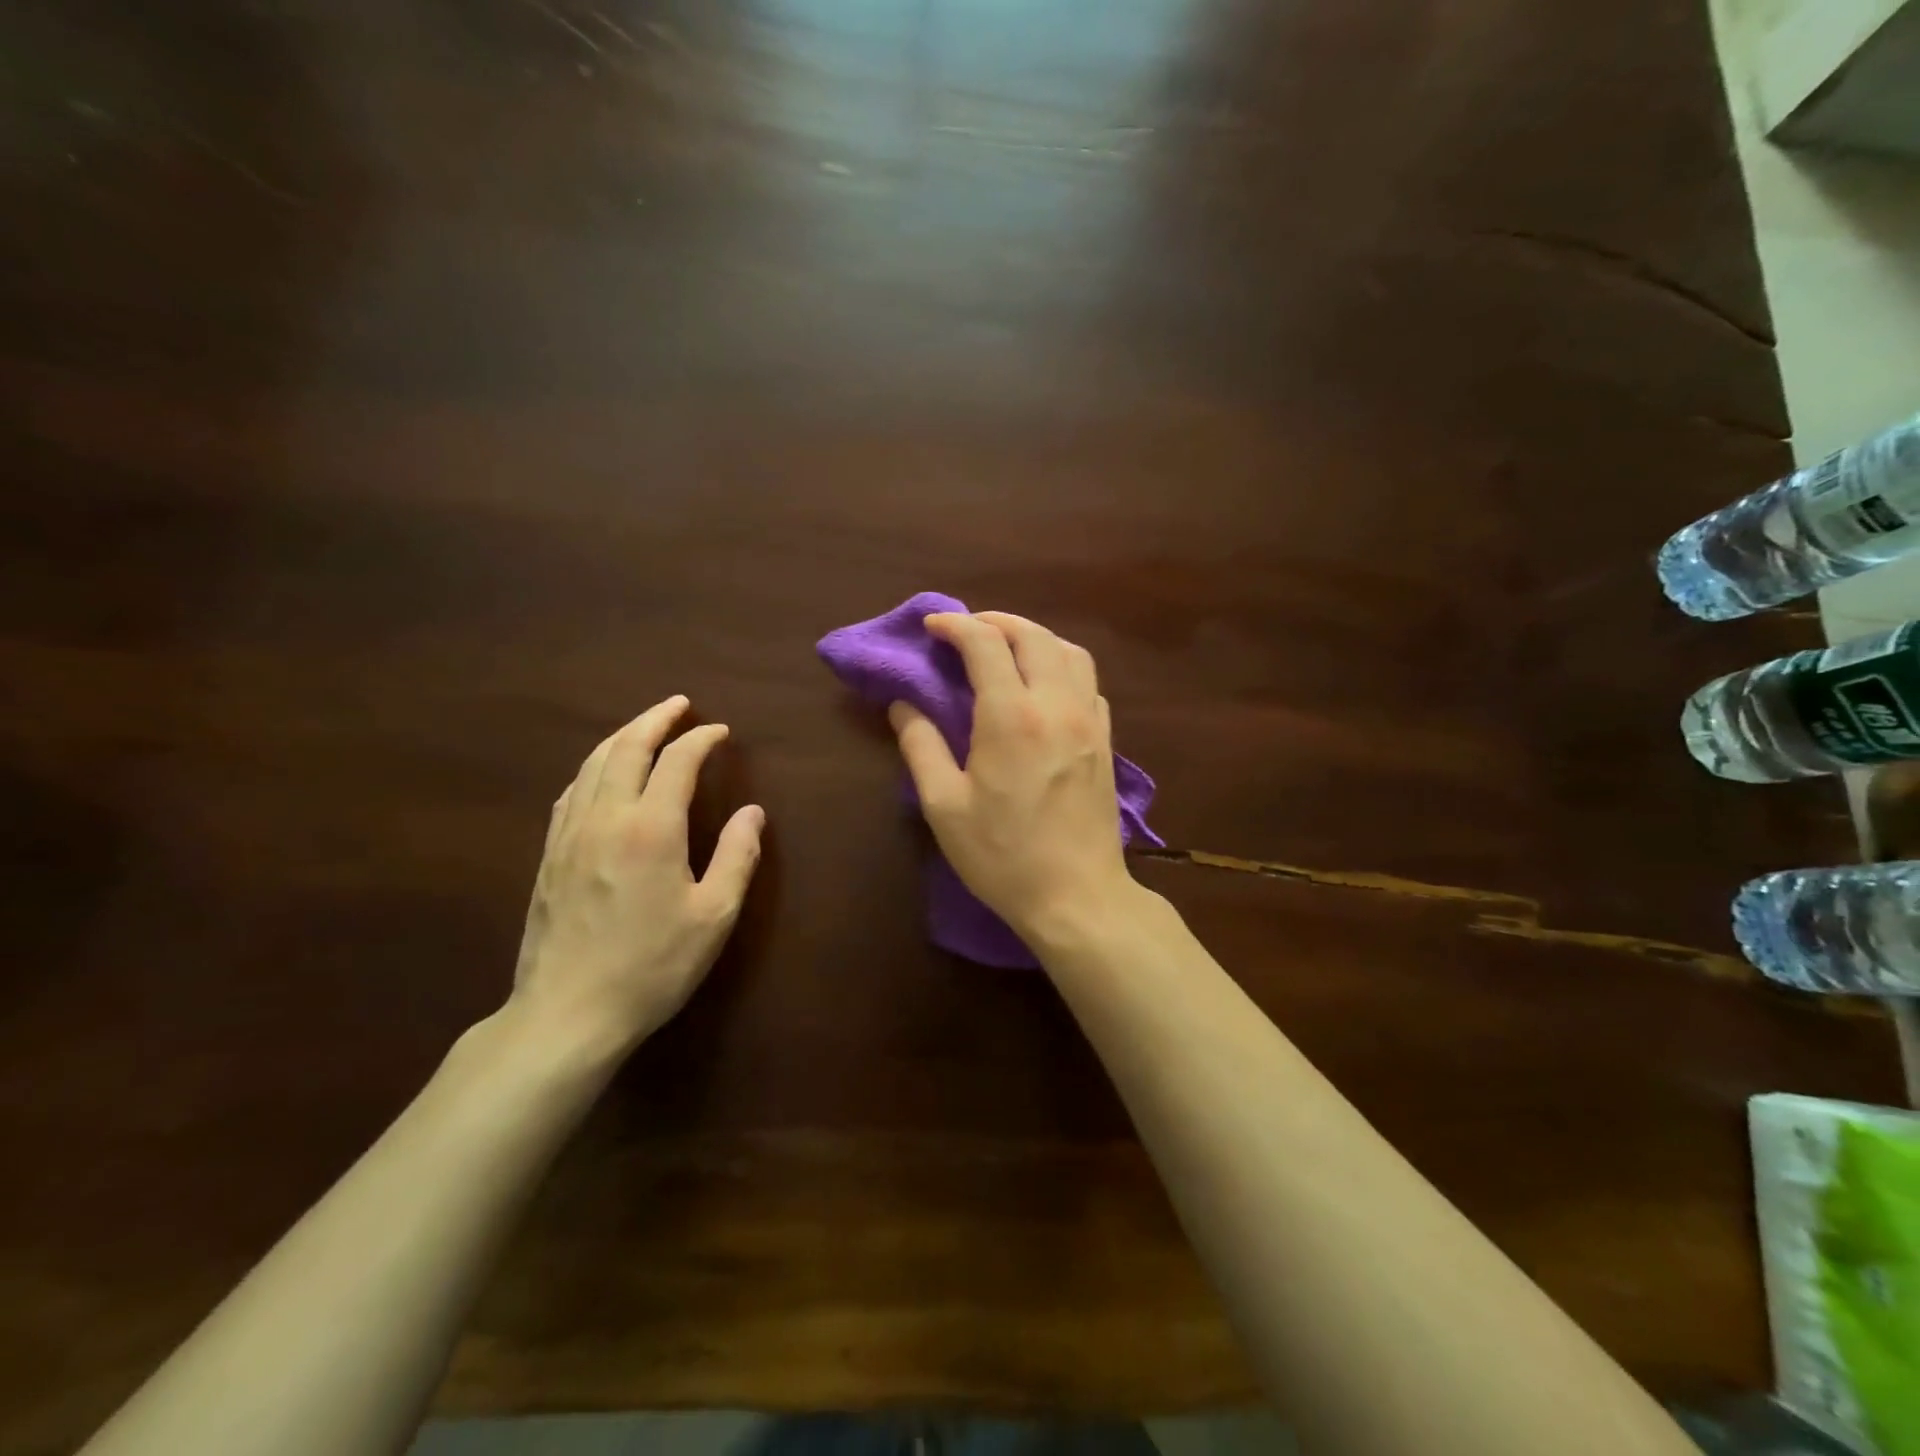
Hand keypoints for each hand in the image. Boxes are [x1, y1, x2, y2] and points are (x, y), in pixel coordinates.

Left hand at [510, 696, 763, 1061]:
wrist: (567, 1013)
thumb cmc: (651, 966)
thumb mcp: (713, 916)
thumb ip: (737, 857)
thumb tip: (752, 812)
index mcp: (650, 828)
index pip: (677, 761)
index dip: (701, 739)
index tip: (720, 731)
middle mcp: (605, 818)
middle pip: (626, 748)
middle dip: (654, 719)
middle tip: (678, 704)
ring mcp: (569, 835)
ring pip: (592, 765)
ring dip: (621, 737)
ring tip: (643, 726)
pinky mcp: (549, 856)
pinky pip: (571, 792)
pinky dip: (593, 768)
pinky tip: (600, 774)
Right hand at [889, 612, 1138, 945]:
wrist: (1077, 897)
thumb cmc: (1003, 856)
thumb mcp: (945, 806)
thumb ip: (921, 746)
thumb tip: (903, 705)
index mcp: (1012, 717)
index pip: (985, 644)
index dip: (955, 625)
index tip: (931, 626)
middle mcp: (1057, 704)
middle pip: (1033, 635)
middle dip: (995, 622)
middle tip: (965, 630)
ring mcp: (1089, 720)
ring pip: (1069, 650)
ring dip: (1034, 637)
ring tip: (1005, 649)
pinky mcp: (1106, 739)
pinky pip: (1088, 681)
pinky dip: (1062, 665)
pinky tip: (1044, 686)